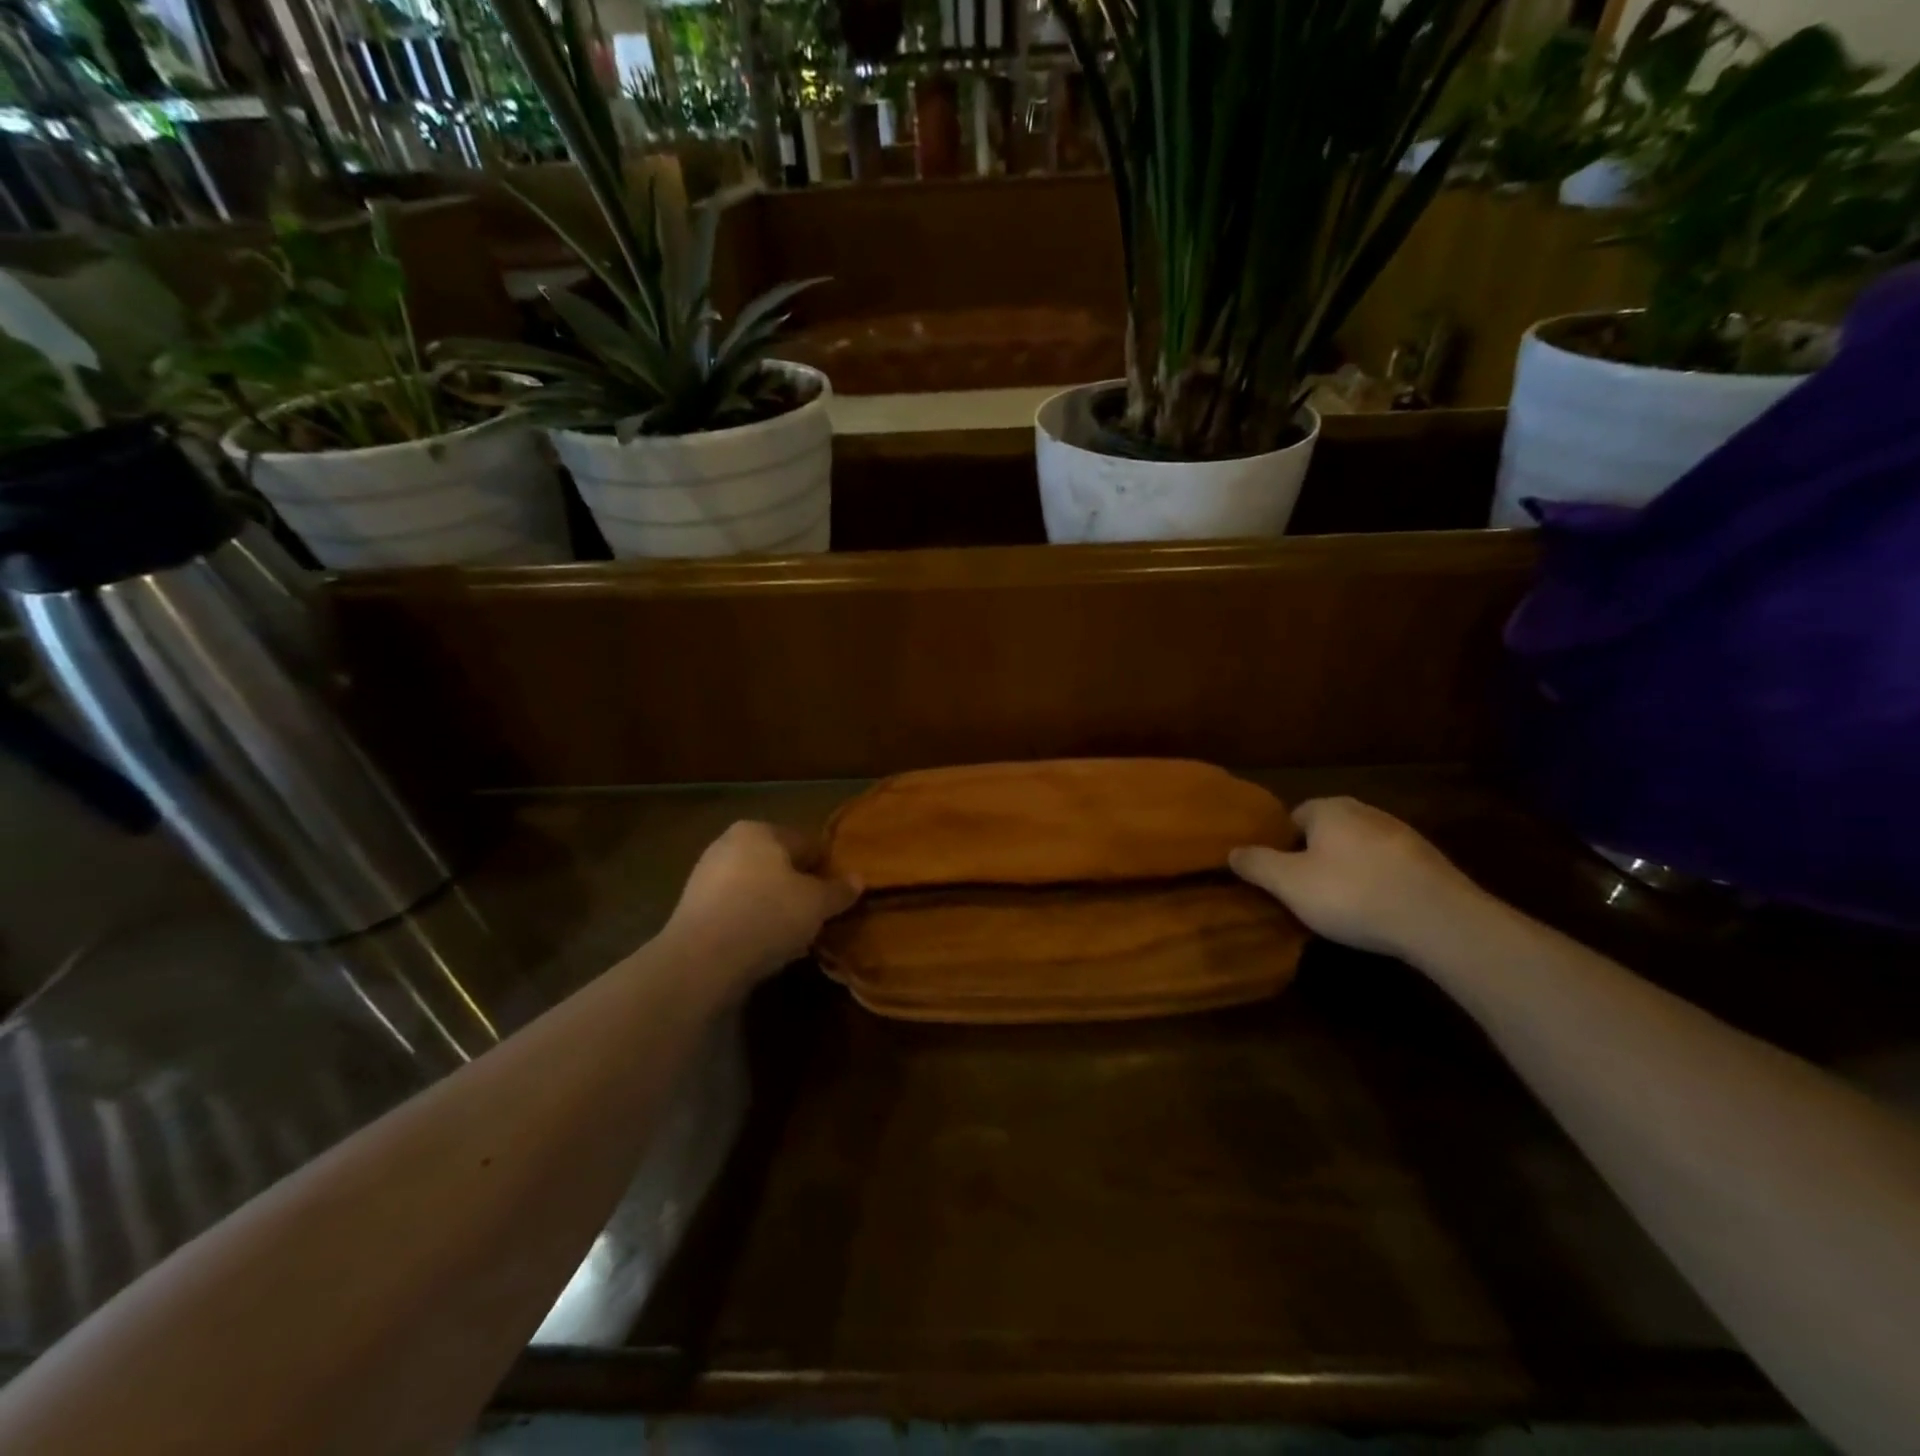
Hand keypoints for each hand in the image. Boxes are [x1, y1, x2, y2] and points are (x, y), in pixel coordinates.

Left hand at [664, 822, 860, 984]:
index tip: (839, 894)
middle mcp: (728, 844)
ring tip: (795, 937)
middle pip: (778, 865)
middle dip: (798, 888)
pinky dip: (752, 924)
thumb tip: (858, 879)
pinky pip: (736, 912)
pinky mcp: (693, 910)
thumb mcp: (816, 903)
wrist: (701, 961)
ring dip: (775, 908)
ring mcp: (705, 877)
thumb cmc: (767, 915)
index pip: (806, 842)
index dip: (826, 868)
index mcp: (759, 830)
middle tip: (818, 916)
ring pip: (756, 890)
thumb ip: (838, 890)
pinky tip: (766, 948)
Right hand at [1229, 797, 1484, 958]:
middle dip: (1314, 857)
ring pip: (1359, 849)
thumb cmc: (1351, 893)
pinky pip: (1388, 868)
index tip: (1279, 876)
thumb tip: (1232, 851)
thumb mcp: (1289, 883)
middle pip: (1327, 832)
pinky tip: (1376, 910)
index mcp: (1328, 808)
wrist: (1439, 919)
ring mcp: (1402, 834)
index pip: (1293, 817)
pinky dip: (1378, 883)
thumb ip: (1256, 864)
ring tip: (1341, 905)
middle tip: (1305, 891)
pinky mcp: (1429, 862)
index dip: (1281, 846)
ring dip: (1348, 870)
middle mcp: (1365, 811)